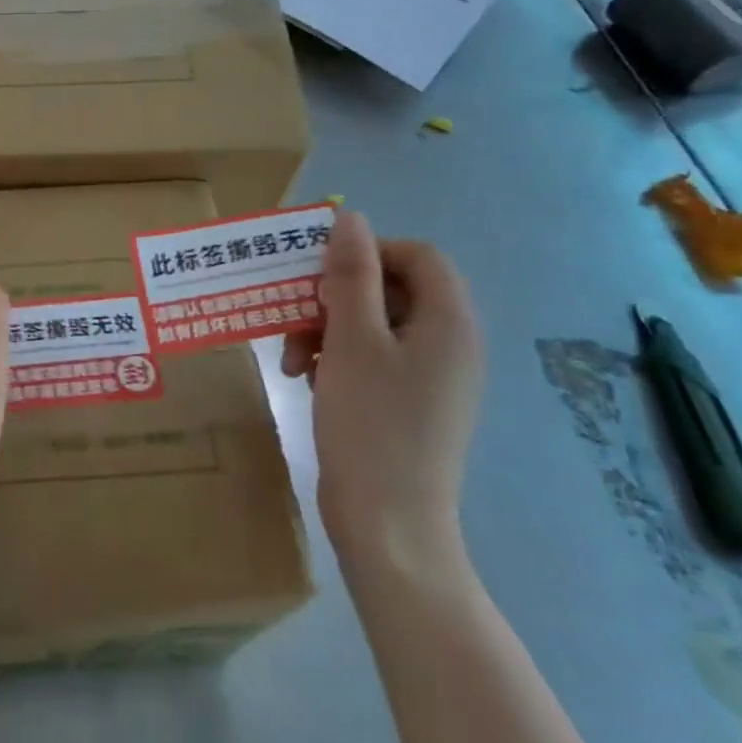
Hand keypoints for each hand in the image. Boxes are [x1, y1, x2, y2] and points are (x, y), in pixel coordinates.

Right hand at [282, 212, 482, 567]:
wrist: (388, 524)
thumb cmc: (371, 423)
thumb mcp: (352, 339)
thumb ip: (352, 274)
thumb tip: (352, 218)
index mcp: (450, 323)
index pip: (418, 256)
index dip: (368, 252)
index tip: (320, 273)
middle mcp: (450, 343)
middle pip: (391, 289)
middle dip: (335, 296)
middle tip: (295, 316)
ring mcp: (431, 377)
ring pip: (374, 323)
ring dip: (326, 327)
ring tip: (291, 358)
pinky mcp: (409, 402)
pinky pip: (372, 357)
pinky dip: (336, 357)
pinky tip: (305, 378)